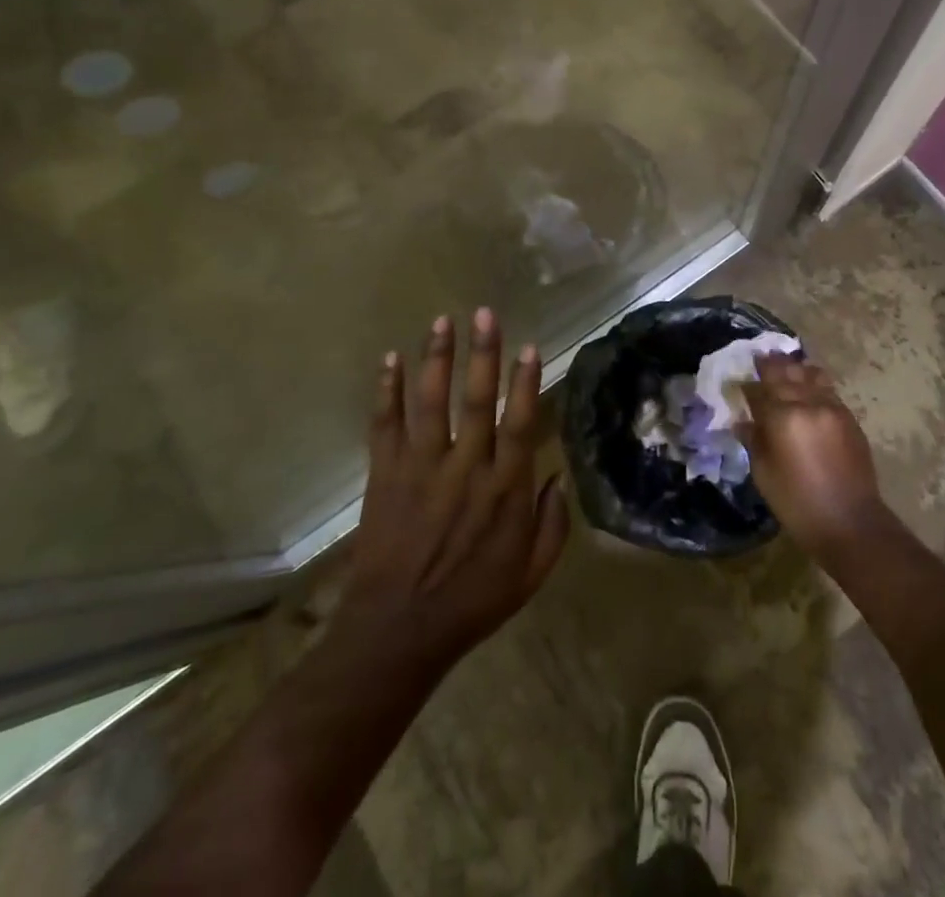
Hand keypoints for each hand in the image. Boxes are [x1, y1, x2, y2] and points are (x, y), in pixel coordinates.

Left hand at [331, 309, 568, 686]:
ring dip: (437, 359)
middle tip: (484, 313)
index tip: (530, 346)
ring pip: (431, 402)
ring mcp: (421, 468)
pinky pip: (385, 424)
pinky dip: (387, 390)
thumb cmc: (472, 602)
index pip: (518, 423)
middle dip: (483, 354)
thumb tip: (559, 476)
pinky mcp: (386, 474)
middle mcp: (465, 468)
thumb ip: (552, 524)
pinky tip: (390, 359)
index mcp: (504, 490)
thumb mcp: (530, 574)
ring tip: (442, 321)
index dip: (524, 383)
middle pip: (476, 400)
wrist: (398, 632)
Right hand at [739, 353, 887, 557]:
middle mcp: (809, 403)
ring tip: (786, 366)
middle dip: (771, 365)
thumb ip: (754, 439)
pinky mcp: (849, 418)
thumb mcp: (764, 473)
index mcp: (783, 416)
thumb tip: (743, 421)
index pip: (760, 388)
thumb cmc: (798, 503)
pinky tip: (808, 387)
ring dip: (796, 369)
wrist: (851, 523)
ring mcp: (832, 408)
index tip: (739, 381)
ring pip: (811, 374)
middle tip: (760, 359)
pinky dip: (814, 383)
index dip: (748, 383)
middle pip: (786, 373)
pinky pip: (827, 390)